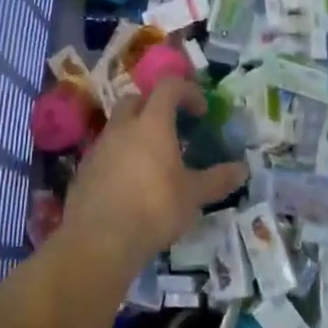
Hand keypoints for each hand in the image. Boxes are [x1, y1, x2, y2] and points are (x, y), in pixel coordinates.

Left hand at [61, 78, 246, 275]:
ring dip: (135, 133)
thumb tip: (242, 169)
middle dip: (155, 107)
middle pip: (136, 100)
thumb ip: (217, 179)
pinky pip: (105, 151)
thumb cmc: (154, 209)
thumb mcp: (193, 196)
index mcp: (152, 124)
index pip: (168, 86)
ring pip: (118, 126)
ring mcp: (99, 147)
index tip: (201, 111)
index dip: (187, 91)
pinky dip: (119, 156)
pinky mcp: (84, 169)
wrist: (99, 240)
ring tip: (152, 160)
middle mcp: (123, 127)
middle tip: (172, 130)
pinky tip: (130, 183)